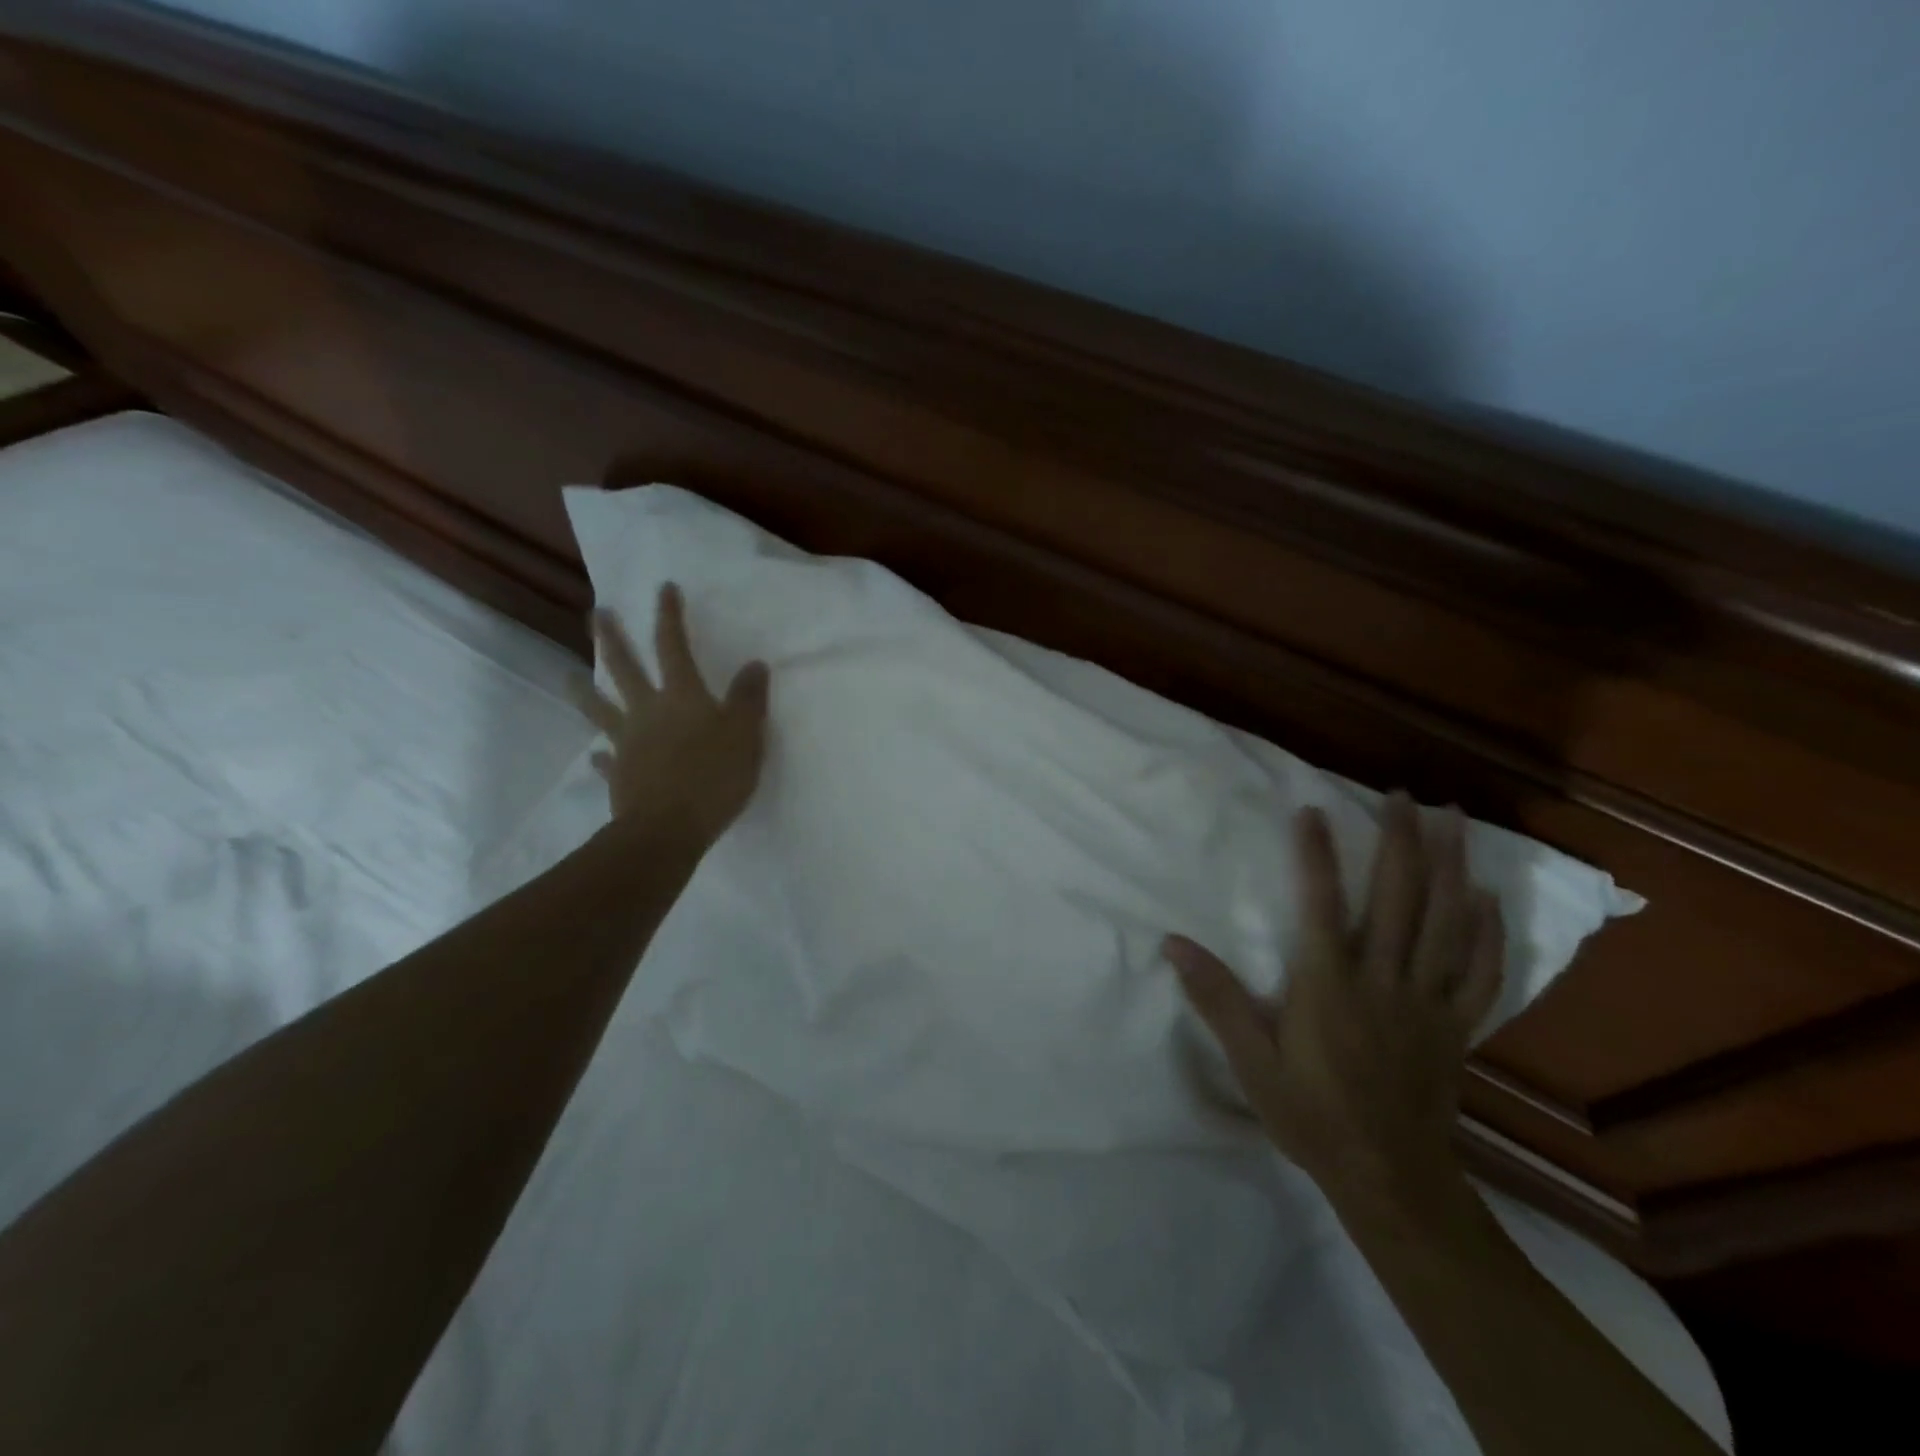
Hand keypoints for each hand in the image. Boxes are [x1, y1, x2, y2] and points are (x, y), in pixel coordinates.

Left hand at [569, 584, 769, 844]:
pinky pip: (607, 759)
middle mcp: (648, 711)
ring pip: (600, 708)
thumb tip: (755, 664)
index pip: (673, 646)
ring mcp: (628, 742)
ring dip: (583, 690)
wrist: (668, 828)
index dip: (669, 616)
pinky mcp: (620, 775)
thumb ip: (750, 699)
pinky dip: (602, 755)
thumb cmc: (713, 777)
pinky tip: (597, 756)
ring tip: (568, 675)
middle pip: (624, 668)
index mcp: (681, 696)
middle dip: (611, 638)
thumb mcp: (746, 735)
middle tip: (596, 614)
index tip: (663, 588)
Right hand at [1166, 793, 1504, 1211]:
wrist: (1390, 1180)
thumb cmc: (1311, 1116)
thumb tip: (1172, 943)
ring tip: (1454, 819)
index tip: (1313, 809)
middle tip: (1403, 795)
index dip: (1317, 853)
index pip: (1322, 904)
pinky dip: (1487, 929)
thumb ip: (1217, 999)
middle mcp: (1384, 980)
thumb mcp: (1251, 1062)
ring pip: (1447, 922)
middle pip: (1399, 898)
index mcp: (1330, 985)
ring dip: (1452, 865)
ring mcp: (1428, 1002)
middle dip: (1402, 840)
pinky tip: (1487, 896)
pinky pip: (1480, 971)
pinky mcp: (1457, 1027)